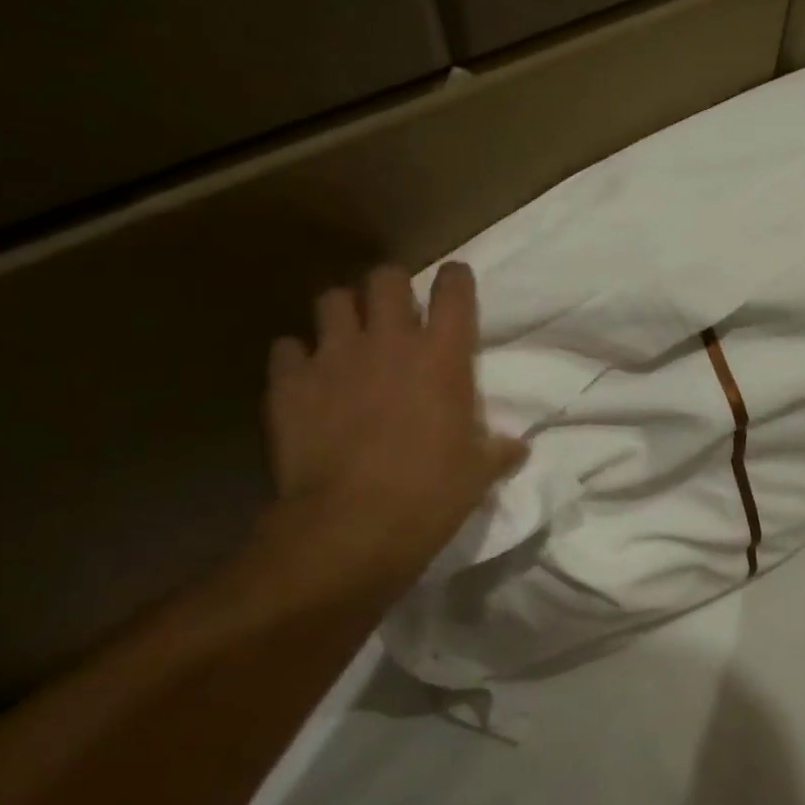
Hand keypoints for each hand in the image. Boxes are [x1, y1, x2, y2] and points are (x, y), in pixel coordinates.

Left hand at [262, 262, 525, 592]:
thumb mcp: (477, 473)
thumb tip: (516, 448)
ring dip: (342, 313)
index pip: (453, 290)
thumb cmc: (430, 494)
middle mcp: (388, 341)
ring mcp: (333, 357)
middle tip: (395, 312)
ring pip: (331, 300)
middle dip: (392, 287)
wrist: (350, 526)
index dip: (455, 280)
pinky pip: (287, 349)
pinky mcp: (289, 383)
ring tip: (347, 336)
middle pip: (386, 278)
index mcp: (442, 355)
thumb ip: (497, 450)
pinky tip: (305, 378)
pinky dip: (297, 358)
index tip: (455, 283)